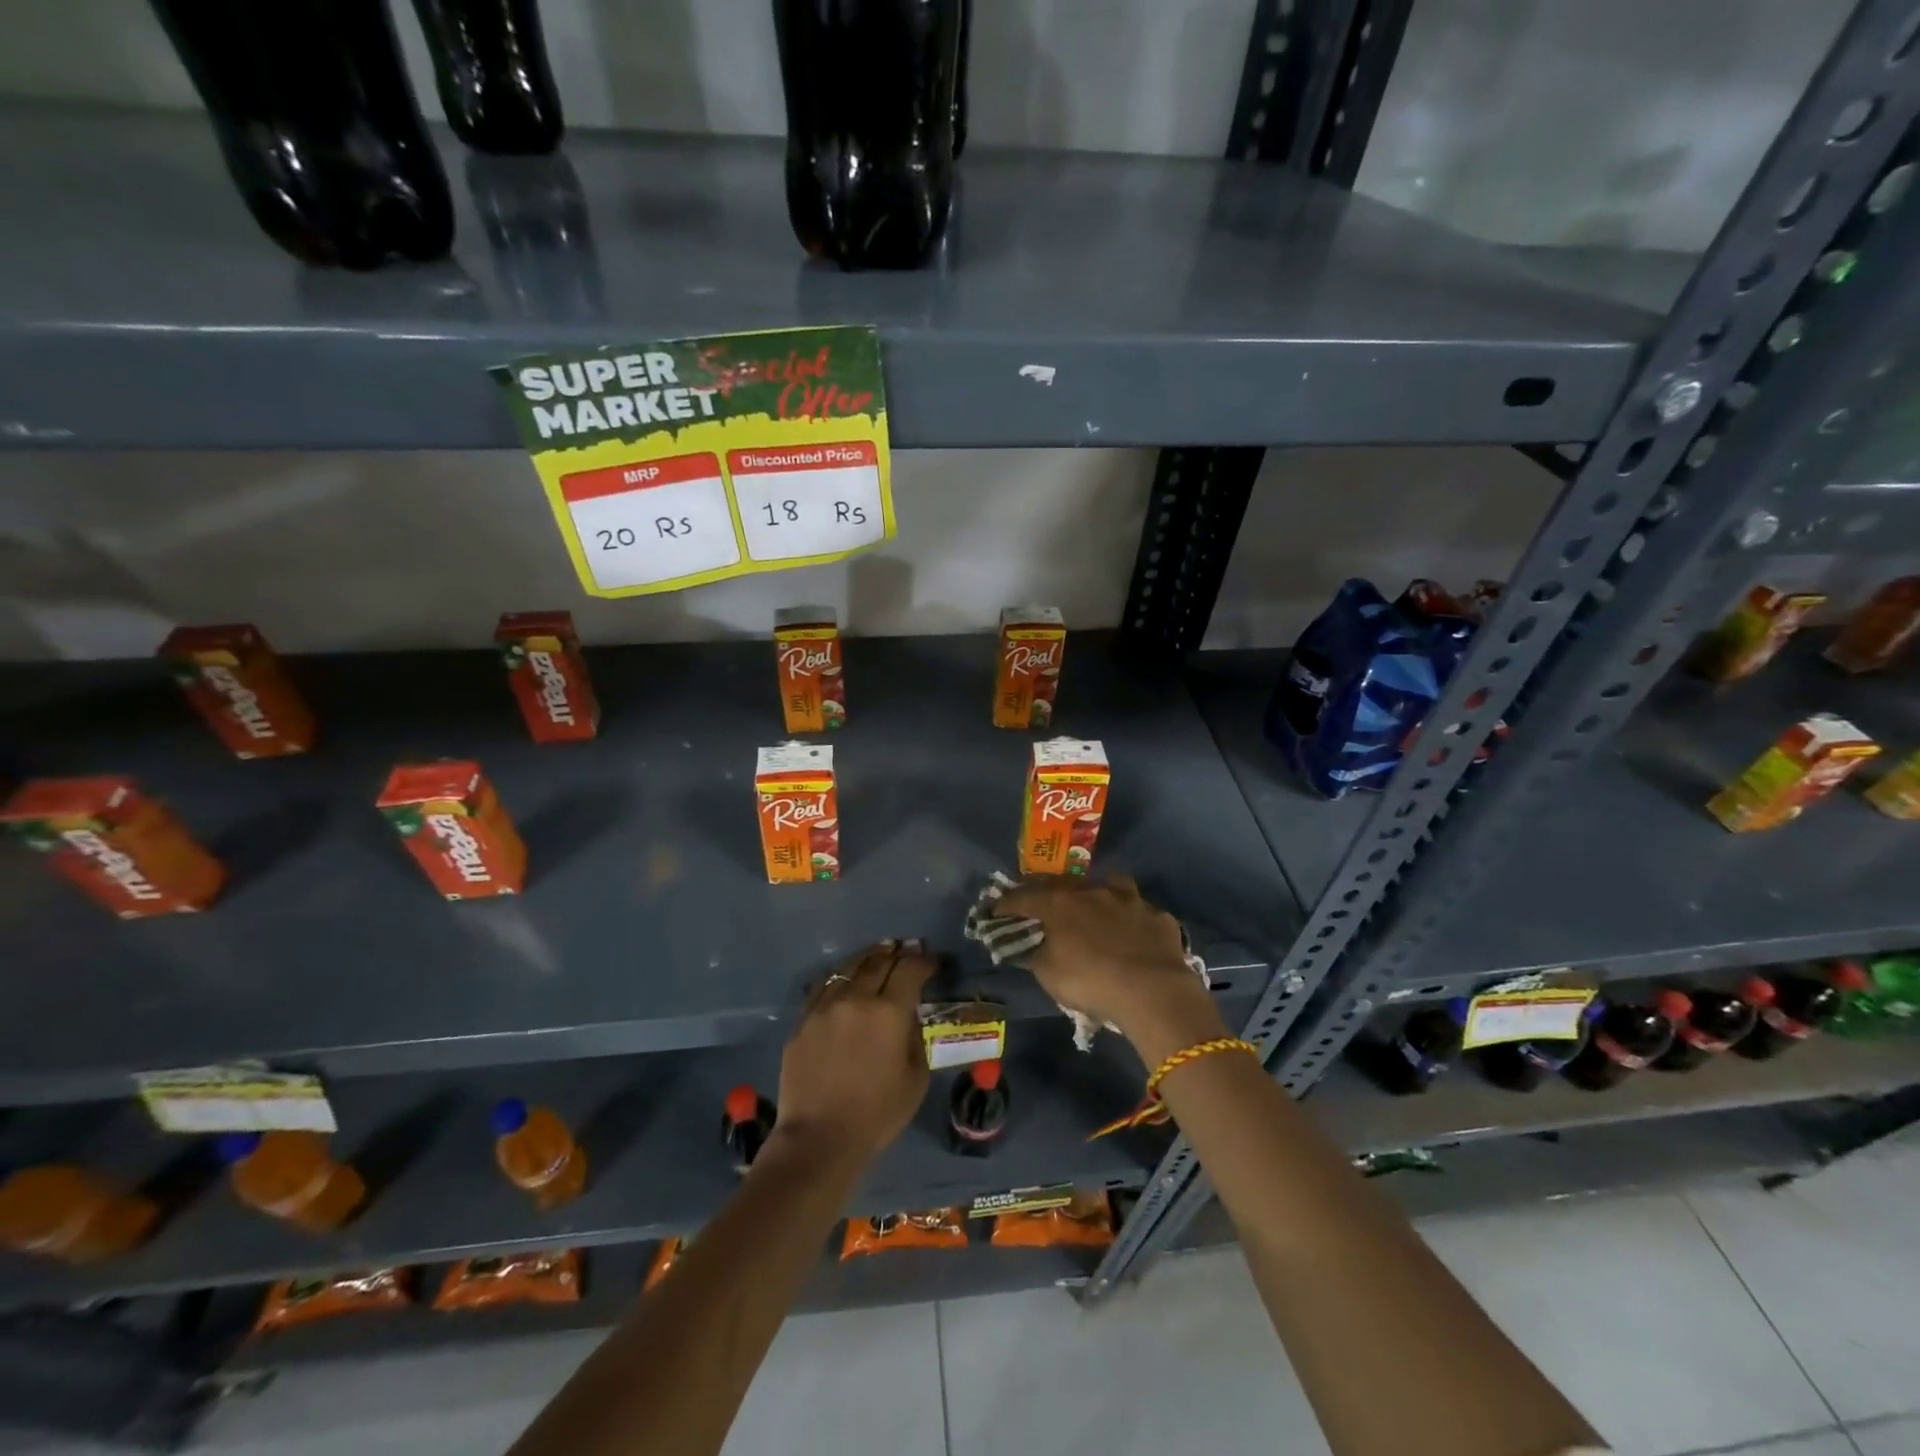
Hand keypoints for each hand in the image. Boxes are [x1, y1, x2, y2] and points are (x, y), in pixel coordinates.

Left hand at [774, 940, 934, 1168]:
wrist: (818, 1139)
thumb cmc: (877, 1115)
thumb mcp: (915, 1078)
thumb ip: (915, 1038)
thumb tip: (909, 1016)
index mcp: (890, 1012)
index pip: (910, 970)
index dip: (924, 961)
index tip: (932, 961)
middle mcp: (857, 998)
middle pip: (880, 961)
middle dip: (897, 953)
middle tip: (907, 949)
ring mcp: (825, 1006)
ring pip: (849, 968)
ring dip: (868, 958)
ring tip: (879, 953)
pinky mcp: (804, 1020)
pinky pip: (825, 987)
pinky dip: (841, 978)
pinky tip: (846, 979)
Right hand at [995, 876, 1224, 1060]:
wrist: (1153, 990)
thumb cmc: (1090, 981)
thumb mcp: (1049, 975)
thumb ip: (1035, 955)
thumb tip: (1029, 946)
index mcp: (1059, 903)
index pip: (1023, 897)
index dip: (1007, 904)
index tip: (996, 910)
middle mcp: (1092, 892)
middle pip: (1063, 883)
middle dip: (1049, 891)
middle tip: (1042, 903)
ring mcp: (1129, 900)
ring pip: (1109, 885)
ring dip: (1098, 894)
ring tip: (1095, 906)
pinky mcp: (1157, 916)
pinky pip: (1139, 912)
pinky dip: (1132, 920)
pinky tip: (1133, 934)